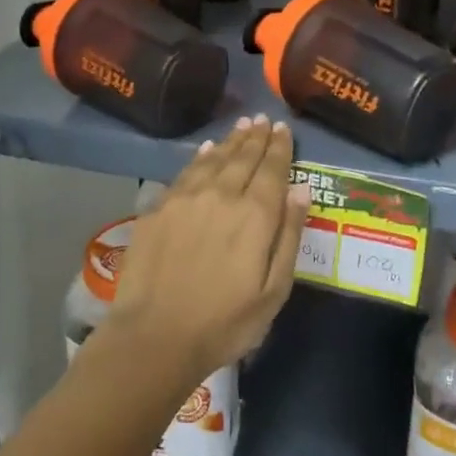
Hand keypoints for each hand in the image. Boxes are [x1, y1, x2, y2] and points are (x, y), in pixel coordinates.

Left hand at [103, 116, 310, 387]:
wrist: (155, 336)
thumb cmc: (224, 323)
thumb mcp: (273, 290)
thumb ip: (289, 235)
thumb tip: (300, 189)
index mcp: (255, 215)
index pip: (272, 170)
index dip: (279, 147)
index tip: (282, 129)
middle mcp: (221, 195)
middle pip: (243, 157)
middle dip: (255, 137)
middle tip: (263, 120)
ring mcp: (186, 199)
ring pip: (214, 159)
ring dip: (230, 141)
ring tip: (241, 126)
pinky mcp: (159, 208)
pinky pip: (185, 172)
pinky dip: (200, 157)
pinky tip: (206, 149)